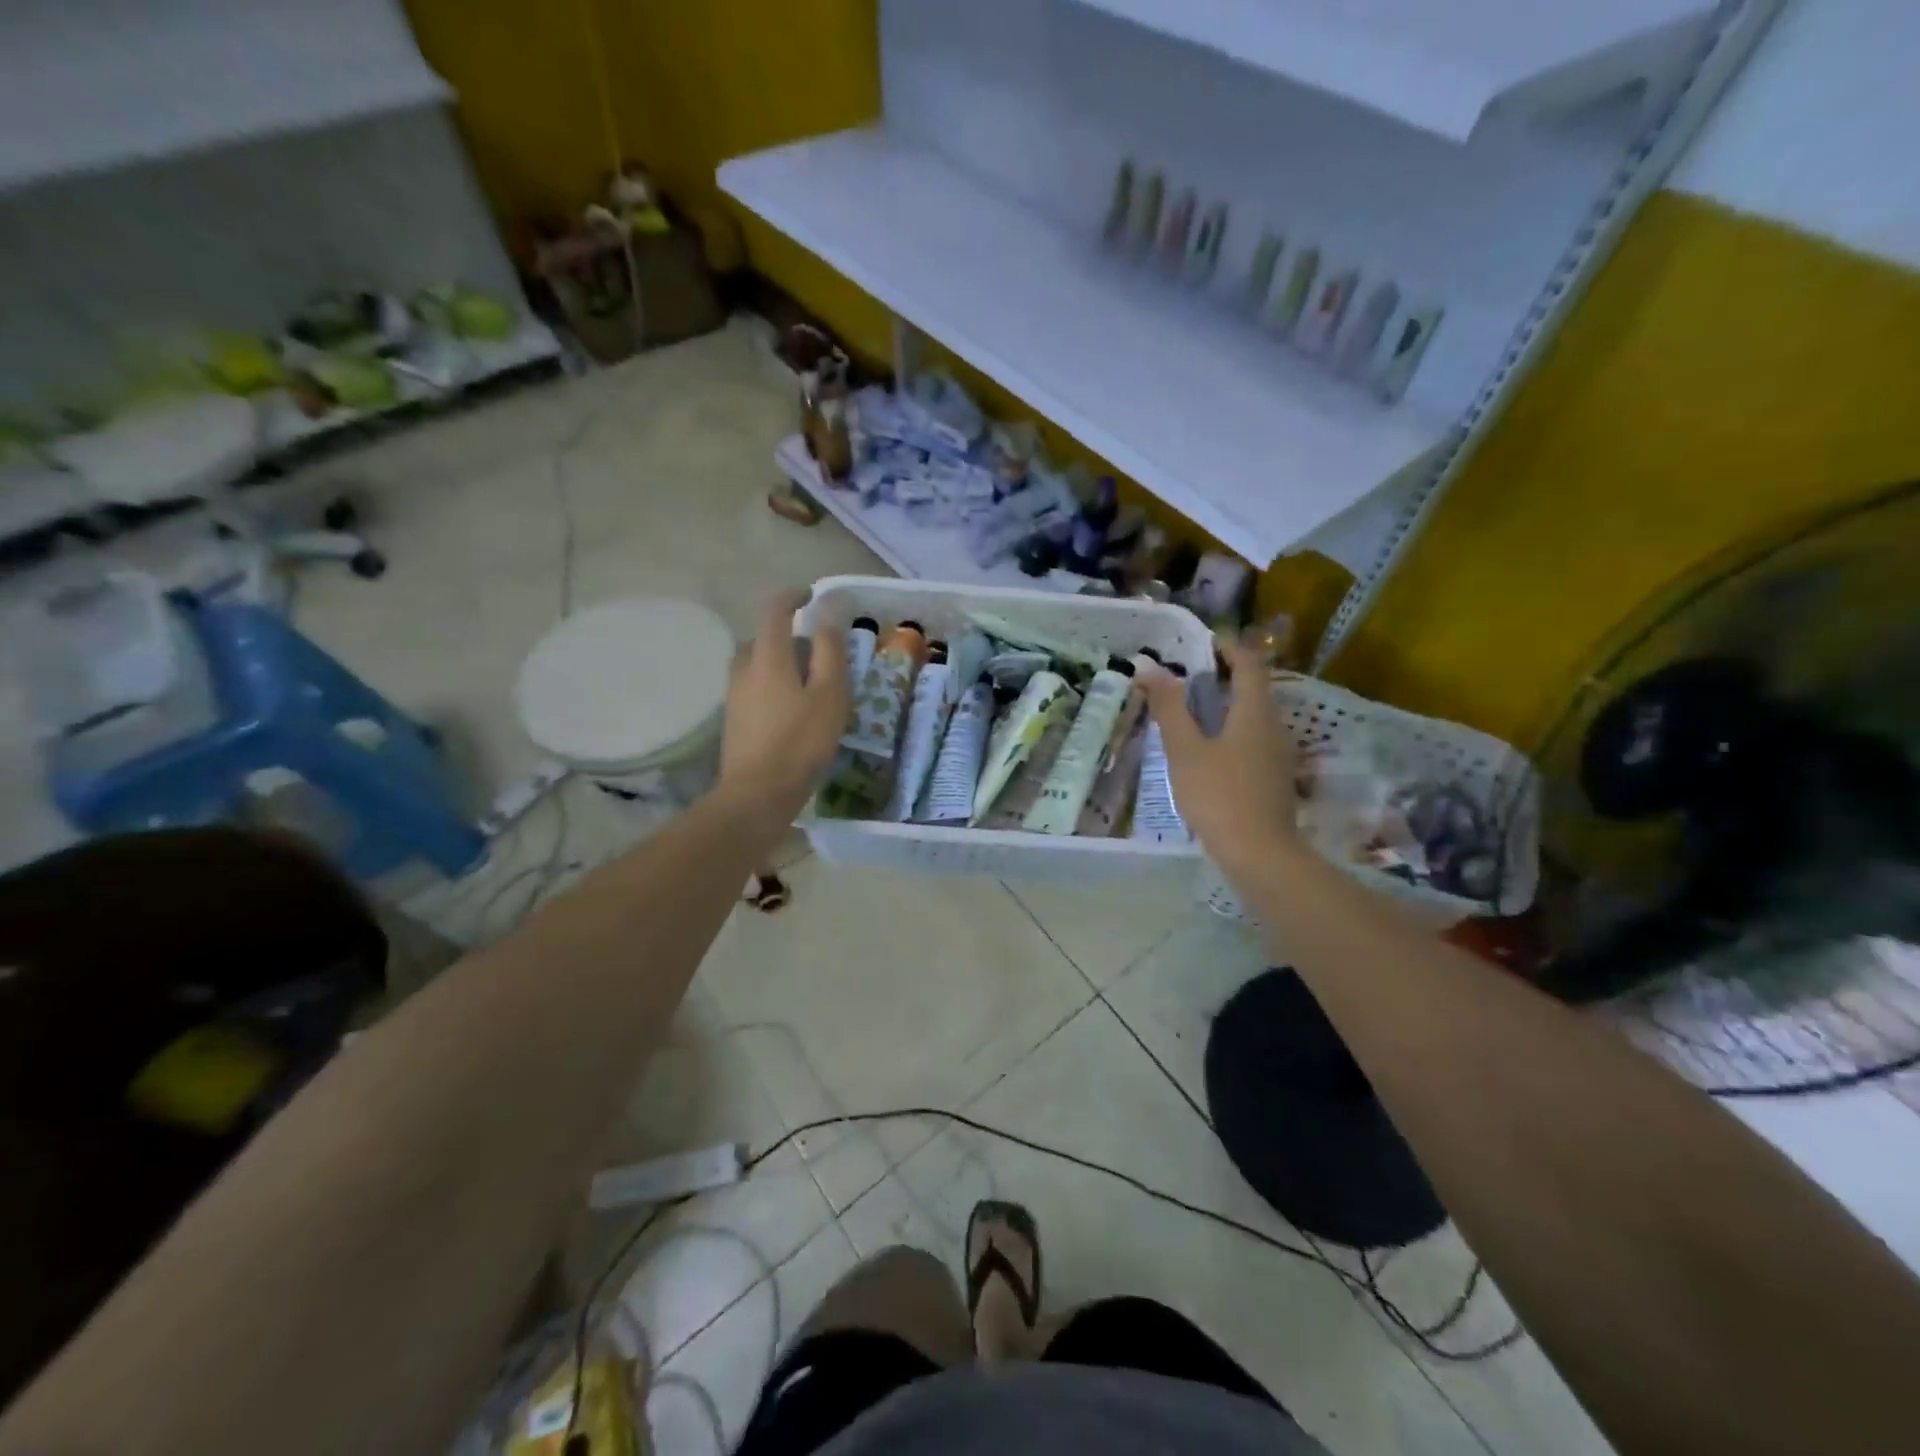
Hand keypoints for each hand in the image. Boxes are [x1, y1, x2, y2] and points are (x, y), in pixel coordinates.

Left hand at [718, 591, 849, 810]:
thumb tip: (827, 610)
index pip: (775, 609)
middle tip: (821, 655)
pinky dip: (773, 685)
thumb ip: (829, 649)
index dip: (794, 596)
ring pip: (758, 664)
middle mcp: (744, 668)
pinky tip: (791, 711)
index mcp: (768, 656)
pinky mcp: (733, 718)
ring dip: (781, 663)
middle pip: (765, 638)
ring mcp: (734, 694)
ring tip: (809, 685)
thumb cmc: (801, 741)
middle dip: (791, 637)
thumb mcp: (829, 693)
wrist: (758, 793)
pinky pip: (754, 687)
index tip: (812, 595)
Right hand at [1140, 641, 1297, 874]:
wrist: (1260, 854)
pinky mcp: (1273, 778)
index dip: (1228, 647)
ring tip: (1190, 712)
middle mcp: (1273, 726)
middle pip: (1254, 688)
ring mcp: (1278, 754)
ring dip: (1226, 706)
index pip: (1250, 663)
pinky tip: (1207, 751)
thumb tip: (1149, 667)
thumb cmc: (1219, 795)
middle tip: (1186, 677)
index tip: (1202, 644)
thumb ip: (1169, 707)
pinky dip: (1231, 731)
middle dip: (1224, 676)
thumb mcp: (1185, 750)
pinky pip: (1253, 740)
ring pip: (1253, 716)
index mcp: (1255, 711)